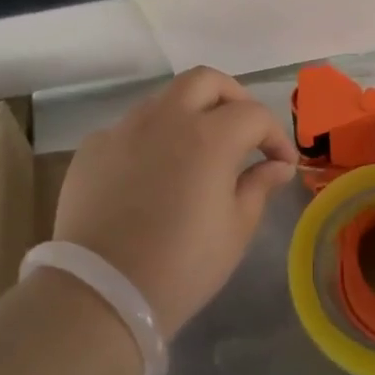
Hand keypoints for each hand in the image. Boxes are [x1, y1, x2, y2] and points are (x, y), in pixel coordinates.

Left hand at [54, 67, 298, 337]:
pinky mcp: (92, 148)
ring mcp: (123, 129)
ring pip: (164, 99)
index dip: (275, 135)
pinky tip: (153, 173)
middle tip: (243, 131)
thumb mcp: (235, 230)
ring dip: (189, 114)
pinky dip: (152, 139)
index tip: (281, 163)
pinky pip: (130, 128)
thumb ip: (258, 186)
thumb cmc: (182, 266)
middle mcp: (165, 119)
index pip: (253, 114)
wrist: (101, 293)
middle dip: (232, 98)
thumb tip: (277, 166)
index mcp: (208, 136)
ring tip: (198, 150)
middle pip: (205, 80)